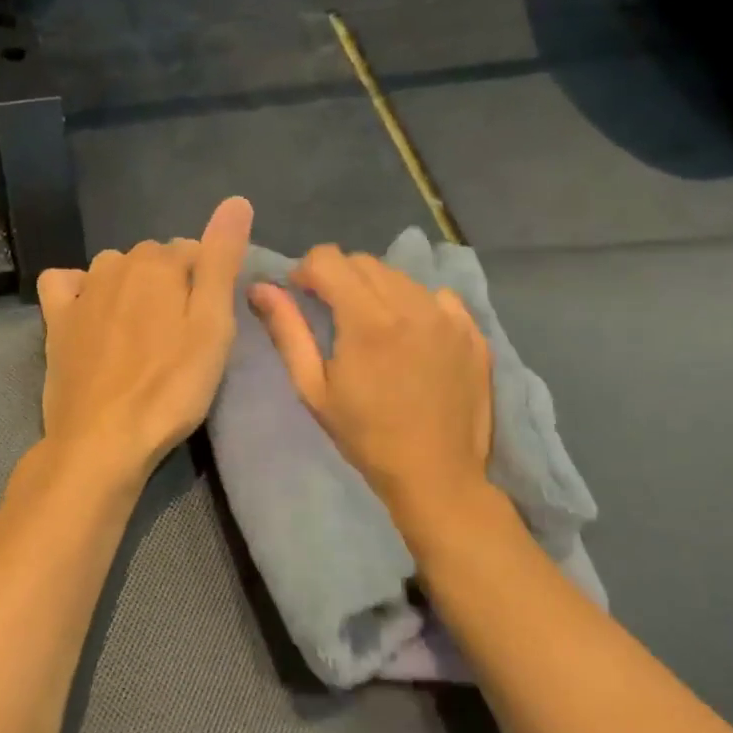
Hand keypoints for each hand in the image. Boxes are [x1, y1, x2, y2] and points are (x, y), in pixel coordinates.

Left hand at [36, 197, 253, 486]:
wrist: (103, 438)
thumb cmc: (170, 388)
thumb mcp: (213, 327)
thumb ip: (222, 261)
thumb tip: (236, 200)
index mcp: (159, 263)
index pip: (195, 251)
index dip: (208, 283)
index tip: (211, 322)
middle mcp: (116, 264)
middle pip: (154, 259)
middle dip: (171, 283)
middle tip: (182, 335)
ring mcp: (81, 291)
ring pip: (115, 269)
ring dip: (132, 287)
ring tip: (143, 333)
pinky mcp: (56, 319)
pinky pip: (66, 282)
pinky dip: (80, 288)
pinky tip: (92, 313)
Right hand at [251, 245, 492, 511]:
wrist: (436, 474)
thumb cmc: (366, 436)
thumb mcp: (314, 389)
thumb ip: (288, 331)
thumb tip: (261, 289)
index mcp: (367, 319)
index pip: (329, 259)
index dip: (306, 270)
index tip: (301, 295)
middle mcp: (411, 304)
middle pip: (364, 262)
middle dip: (339, 277)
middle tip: (332, 314)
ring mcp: (447, 315)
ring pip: (400, 276)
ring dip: (376, 289)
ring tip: (371, 327)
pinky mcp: (472, 330)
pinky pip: (437, 296)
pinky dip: (416, 304)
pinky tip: (410, 336)